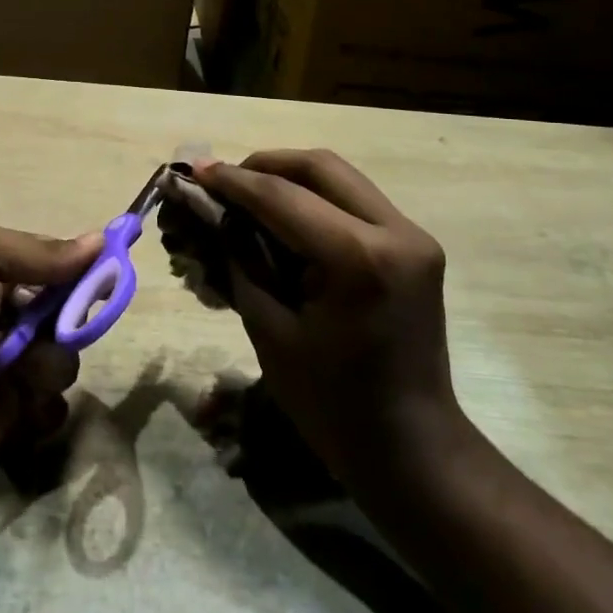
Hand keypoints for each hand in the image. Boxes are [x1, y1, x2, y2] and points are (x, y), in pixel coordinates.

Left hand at [0, 220, 98, 491]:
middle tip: (48, 330)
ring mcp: (9, 371)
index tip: (105, 276)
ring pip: (64, 363)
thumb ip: (39, 251)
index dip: (83, 271)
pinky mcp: (10, 420)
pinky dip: (41, 408)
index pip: (57, 267)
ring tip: (12, 372)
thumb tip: (100, 241)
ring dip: (47, 365)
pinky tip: (16, 405)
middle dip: (69, 322)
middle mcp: (7, 319)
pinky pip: (52, 411)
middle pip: (69, 316)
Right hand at [189, 150, 456, 480]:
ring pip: (341, 177)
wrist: (412, 448)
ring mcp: (413, 236)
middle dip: (265, 165)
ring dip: (291, 177)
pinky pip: (356, 201)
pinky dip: (316, 198)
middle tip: (224, 180)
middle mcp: (396, 233)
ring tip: (249, 193)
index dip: (234, 181)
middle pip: (321, 167)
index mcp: (359, 259)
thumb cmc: (332, 404)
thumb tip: (214, 215)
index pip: (283, 197)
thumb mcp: (270, 331)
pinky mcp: (415, 246)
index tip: (196, 170)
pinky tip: (285, 215)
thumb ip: (241, 261)